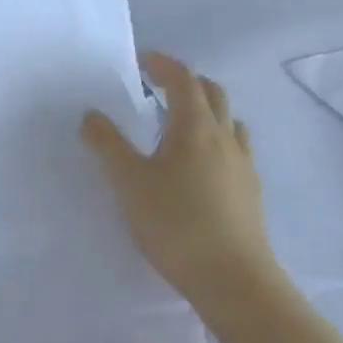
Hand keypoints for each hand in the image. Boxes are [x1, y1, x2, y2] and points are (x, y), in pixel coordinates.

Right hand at [82, 52, 278, 302]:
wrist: (235, 281)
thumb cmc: (176, 224)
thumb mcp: (128, 183)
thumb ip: (107, 145)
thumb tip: (91, 115)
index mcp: (195, 128)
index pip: (183, 80)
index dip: (163, 65)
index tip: (142, 61)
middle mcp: (224, 138)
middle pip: (212, 93)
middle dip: (186, 82)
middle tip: (158, 88)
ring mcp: (243, 166)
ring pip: (229, 121)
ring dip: (205, 111)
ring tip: (179, 125)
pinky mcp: (251, 193)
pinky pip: (236, 149)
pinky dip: (216, 140)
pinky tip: (201, 166)